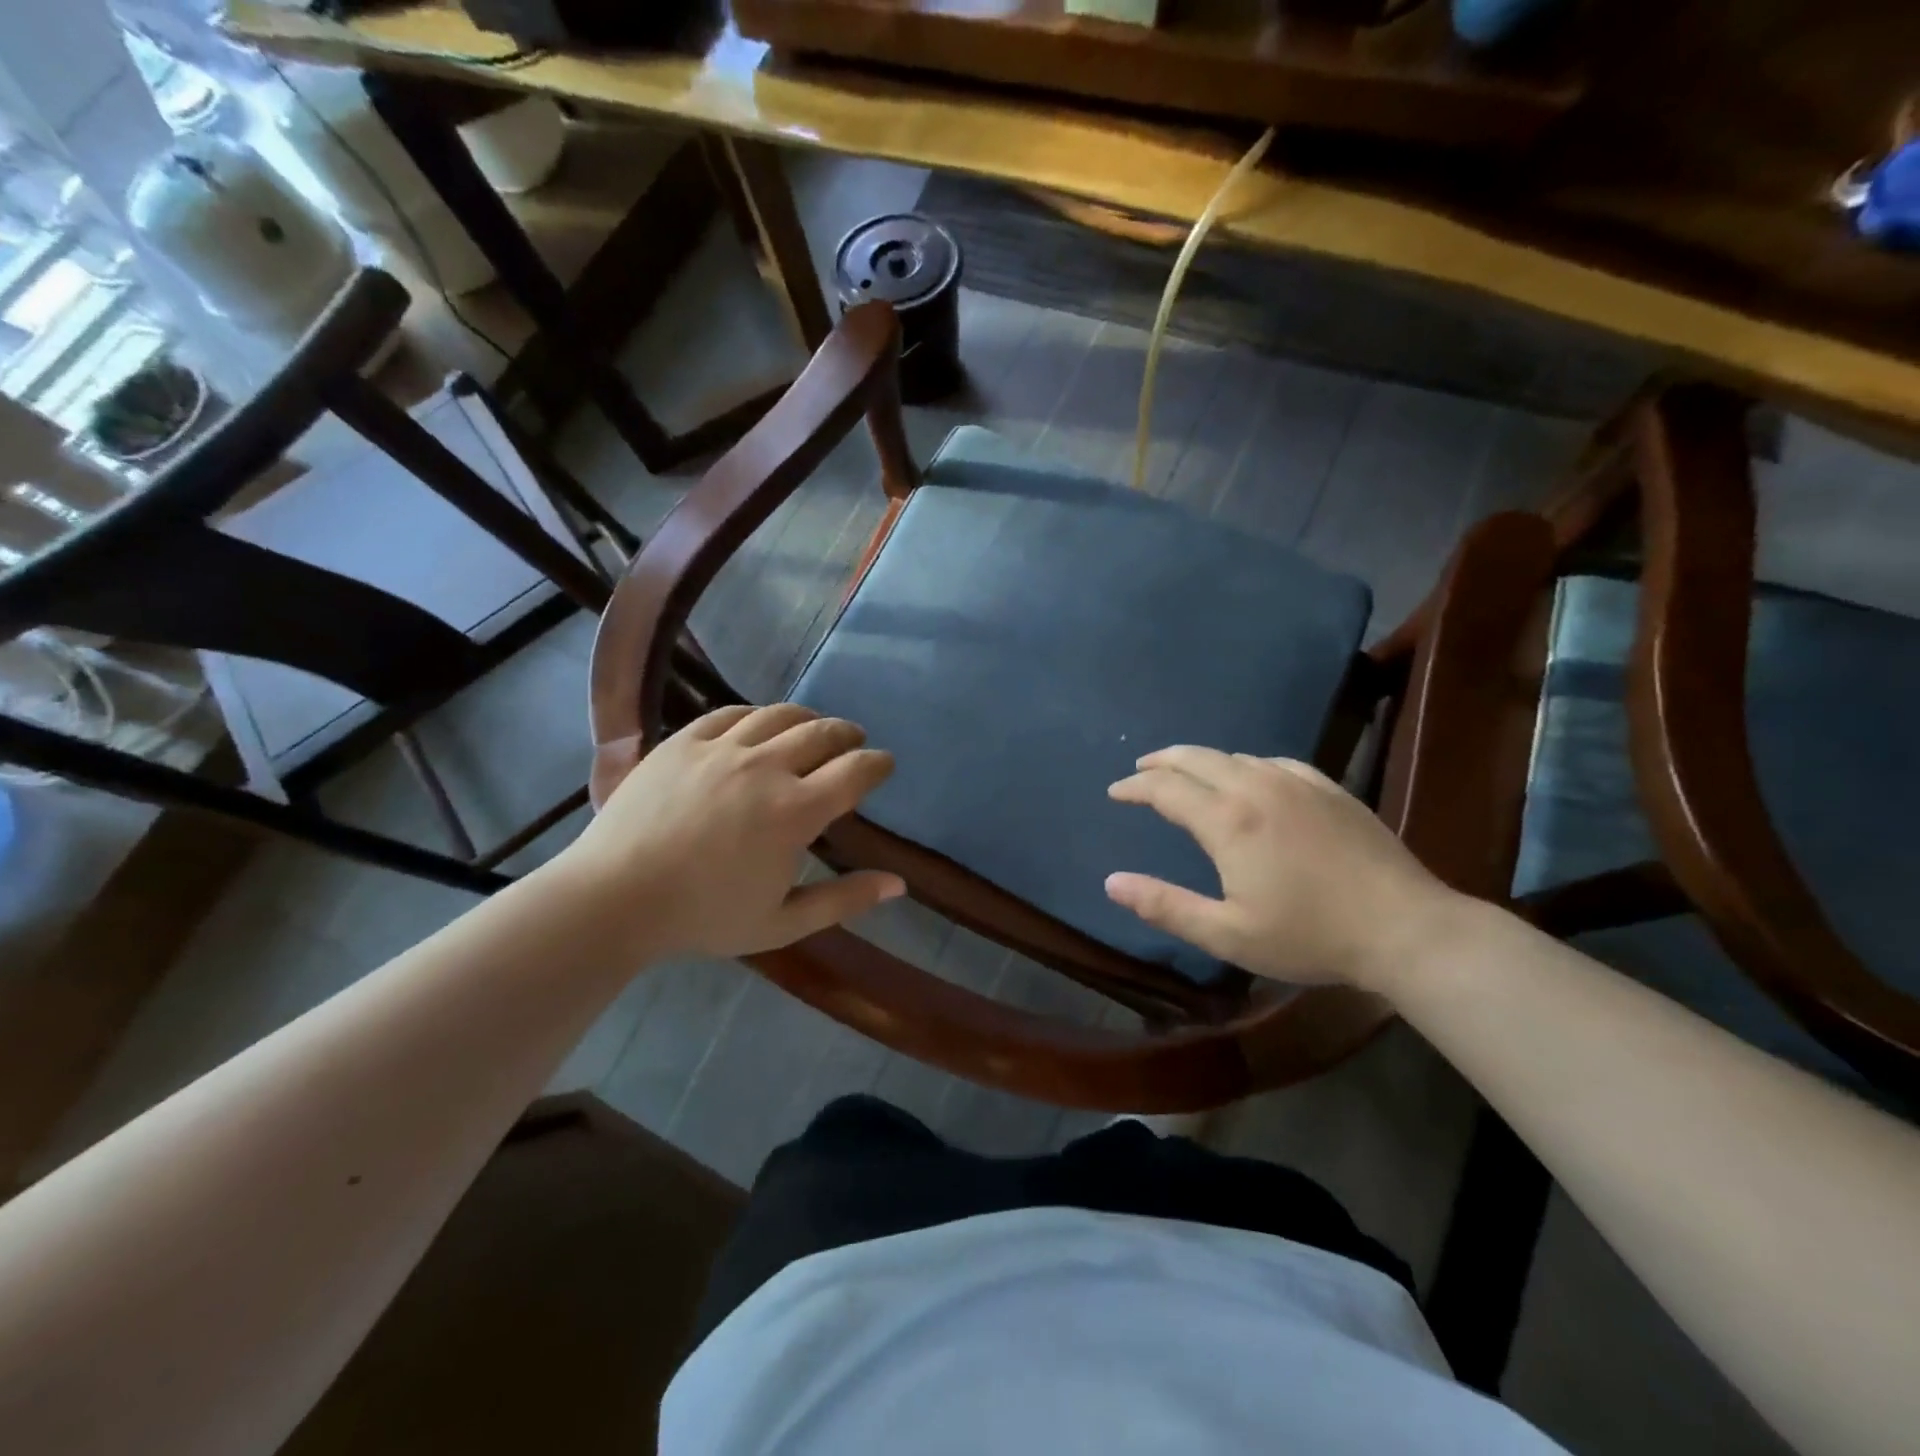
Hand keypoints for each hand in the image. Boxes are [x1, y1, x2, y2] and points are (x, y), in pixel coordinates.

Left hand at [560, 704, 903, 961]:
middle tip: (854, 742)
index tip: (884, 765)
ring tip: (813, 728)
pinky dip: (757, 714)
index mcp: (795, 812)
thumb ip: (844, 900)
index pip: (855, 770)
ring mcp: (722, 749)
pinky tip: (758, 724)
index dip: (878, 763)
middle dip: (848, 734)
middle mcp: (766, 767)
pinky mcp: (684, 741)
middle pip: (823, 733)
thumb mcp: (783, 923)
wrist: (614, 898)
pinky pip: (731, 713)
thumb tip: (899, 884)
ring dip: (808, 718)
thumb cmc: (703, 917)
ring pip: (780, 715)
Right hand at [1104, 747, 1457, 991]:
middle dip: (1162, 761)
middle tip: (1141, 770)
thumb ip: (1165, 906)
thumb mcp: (1227, 934)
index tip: (1115, 792)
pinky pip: (1275, 761)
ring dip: (1201, 761)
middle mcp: (1257, 788)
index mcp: (1228, 820)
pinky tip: (1251, 777)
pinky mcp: (1330, 789)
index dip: (1135, 787)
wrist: (1406, 928)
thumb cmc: (1310, 935)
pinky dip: (1246, 764)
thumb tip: (1112, 882)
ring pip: (1235, 756)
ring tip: (1187, 775)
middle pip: (1196, 758)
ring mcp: (1298, 783)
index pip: (1166, 788)